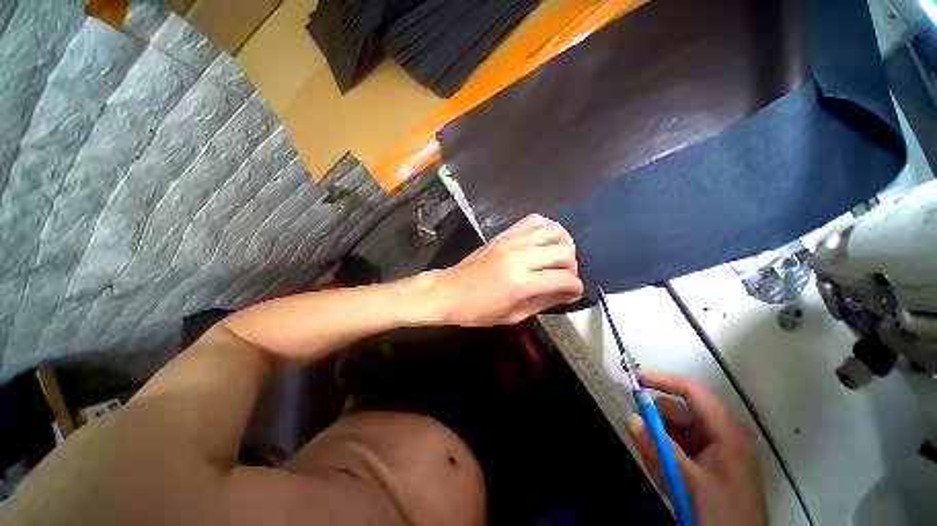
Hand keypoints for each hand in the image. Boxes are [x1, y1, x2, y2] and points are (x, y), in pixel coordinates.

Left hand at [433, 214, 583, 325]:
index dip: (576, 288)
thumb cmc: (479, 310)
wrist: (450, 291)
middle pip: (564, 251)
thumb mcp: (514, 315)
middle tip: (564, 276)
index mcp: (521, 284)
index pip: (565, 279)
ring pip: (553, 230)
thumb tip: (567, 293)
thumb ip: (544, 302)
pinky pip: (533, 220)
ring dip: (563, 244)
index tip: (573, 292)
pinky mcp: (503, 234)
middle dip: (572, 266)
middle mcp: (519, 257)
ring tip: (558, 257)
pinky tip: (543, 241)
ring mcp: (511, 241)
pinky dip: (546, 228)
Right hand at [625, 373, 765, 525]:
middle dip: (656, 424)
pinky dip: (666, 456)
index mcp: (725, 430)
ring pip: (675, 431)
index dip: (662, 381)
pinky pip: (678, 447)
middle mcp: (721, 433)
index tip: (635, 381)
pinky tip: (665, 477)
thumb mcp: (687, 480)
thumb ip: (657, 447)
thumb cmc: (721, 511)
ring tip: (658, 470)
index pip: (692, 391)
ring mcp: (715, 448)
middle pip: (679, 412)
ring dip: (659, 444)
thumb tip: (629, 417)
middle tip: (640, 441)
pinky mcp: (708, 462)